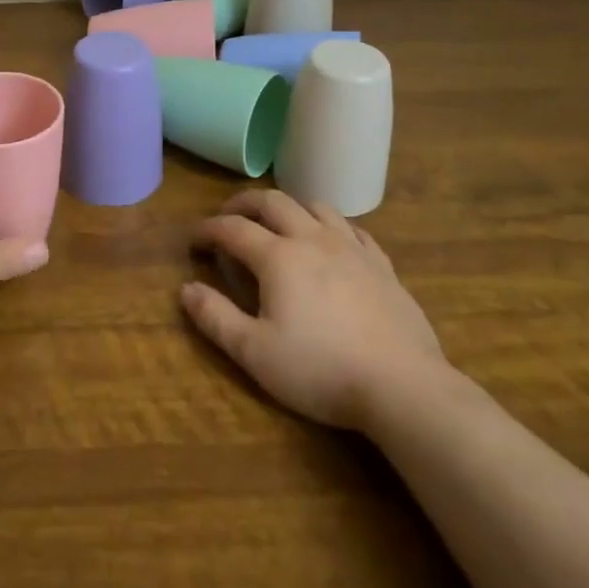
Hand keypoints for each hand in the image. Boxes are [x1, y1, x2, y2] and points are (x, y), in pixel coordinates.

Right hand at [182, 189, 451, 428]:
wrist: (402, 385)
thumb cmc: (320, 369)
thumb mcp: (255, 352)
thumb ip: (215, 317)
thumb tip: (186, 289)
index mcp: (278, 256)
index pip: (232, 228)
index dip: (208, 229)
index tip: (194, 240)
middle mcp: (312, 238)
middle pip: (272, 201)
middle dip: (243, 204)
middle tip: (229, 217)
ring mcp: (351, 248)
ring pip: (314, 206)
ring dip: (288, 208)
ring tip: (278, 224)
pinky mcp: (381, 264)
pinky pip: (351, 228)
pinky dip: (330, 226)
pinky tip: (330, 242)